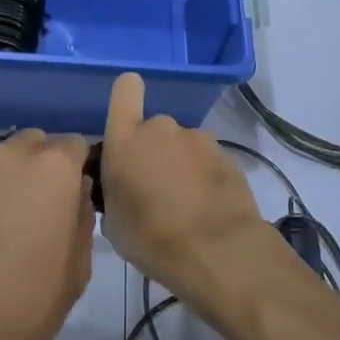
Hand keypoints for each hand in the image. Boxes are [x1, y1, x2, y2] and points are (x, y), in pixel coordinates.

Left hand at [0, 131, 94, 339]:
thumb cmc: (26, 303)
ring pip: (10, 158)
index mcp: (52, 168)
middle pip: (40, 144)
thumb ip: (82, 219)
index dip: (85, 167)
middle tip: (56, 206)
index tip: (86, 196)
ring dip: (22, 176)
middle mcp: (13, 157)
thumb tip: (77, 194)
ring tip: (24, 219)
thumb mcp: (77, 268)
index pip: (78, 144)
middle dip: (51, 165)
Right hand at [100, 73, 276, 306]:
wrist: (216, 250)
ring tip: (184, 203)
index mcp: (126, 139)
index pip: (125, 89)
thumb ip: (113, 190)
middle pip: (153, 128)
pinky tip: (206, 207)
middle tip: (154, 188)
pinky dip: (204, 176)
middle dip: (153, 151)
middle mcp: (161, 128)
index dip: (127, 96)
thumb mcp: (113, 221)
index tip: (127, 118)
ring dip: (180, 164)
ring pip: (181, 145)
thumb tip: (122, 186)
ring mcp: (197, 138)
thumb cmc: (151, 238)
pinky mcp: (226, 155)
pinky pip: (205, 160)